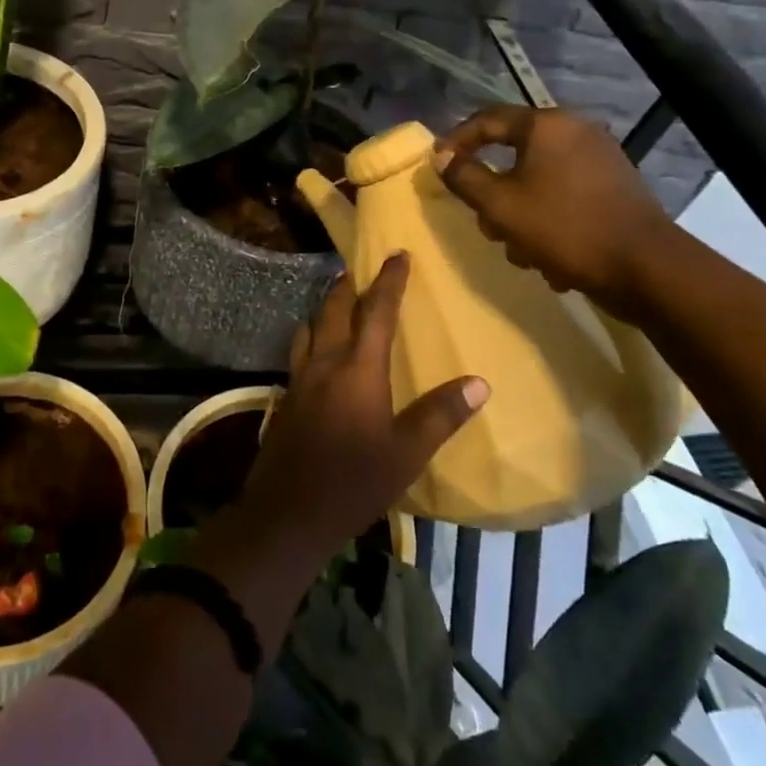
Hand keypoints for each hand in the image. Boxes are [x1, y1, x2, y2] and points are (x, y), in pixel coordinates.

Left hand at [243, 253, 487, 557]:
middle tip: (359, 268)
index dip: (390, 281)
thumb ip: (440, 415)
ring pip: (311, 326)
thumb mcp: (407, 453)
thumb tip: (479, 383)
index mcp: (358, 369)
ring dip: (326, 307)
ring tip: (337, 300)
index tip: (398, 254)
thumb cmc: (354, 481)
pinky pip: (300, 350)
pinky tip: (315, 349)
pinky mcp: (286, 396)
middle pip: (335, 310)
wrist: (288, 511)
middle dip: (349, 285)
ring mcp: (300, 378)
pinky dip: (311, 334)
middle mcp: (325, 363)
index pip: (378, 312)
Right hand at [433, 105, 679, 321]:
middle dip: (493, 193)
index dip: (455, 141)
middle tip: (486, 223)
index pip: (487, 120)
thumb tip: (441, 157)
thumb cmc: (564, 228)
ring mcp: (599, 159)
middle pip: (513, 154)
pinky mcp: (613, 187)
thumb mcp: (500, 205)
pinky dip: (549, 220)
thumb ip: (464, 177)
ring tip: (522, 251)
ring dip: (520, 215)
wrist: (646, 268)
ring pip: (536, 180)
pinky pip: (563, 195)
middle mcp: (575, 131)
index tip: (436, 166)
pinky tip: (551, 257)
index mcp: (547, 126)